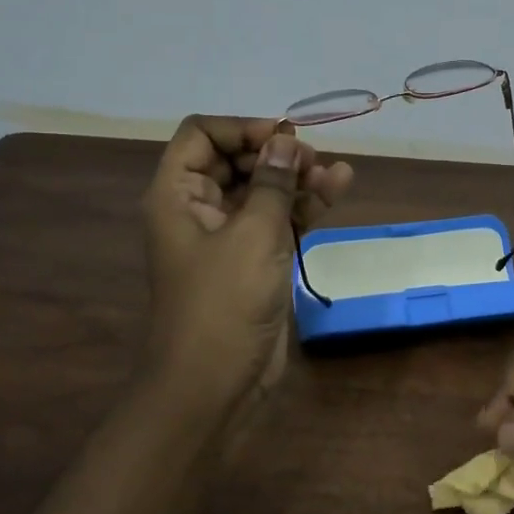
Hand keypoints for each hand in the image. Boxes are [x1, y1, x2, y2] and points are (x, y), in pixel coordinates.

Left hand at [141, 115, 353, 413]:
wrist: (214, 386)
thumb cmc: (223, 303)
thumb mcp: (253, 235)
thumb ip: (273, 182)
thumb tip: (286, 140)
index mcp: (177, 195)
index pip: (201, 135)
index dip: (241, 128)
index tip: (282, 136)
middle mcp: (199, 209)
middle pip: (236, 160)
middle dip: (276, 153)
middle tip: (312, 159)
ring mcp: (229, 237)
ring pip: (263, 190)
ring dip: (297, 178)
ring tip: (335, 173)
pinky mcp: (254, 261)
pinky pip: (278, 220)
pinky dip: (304, 206)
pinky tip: (337, 188)